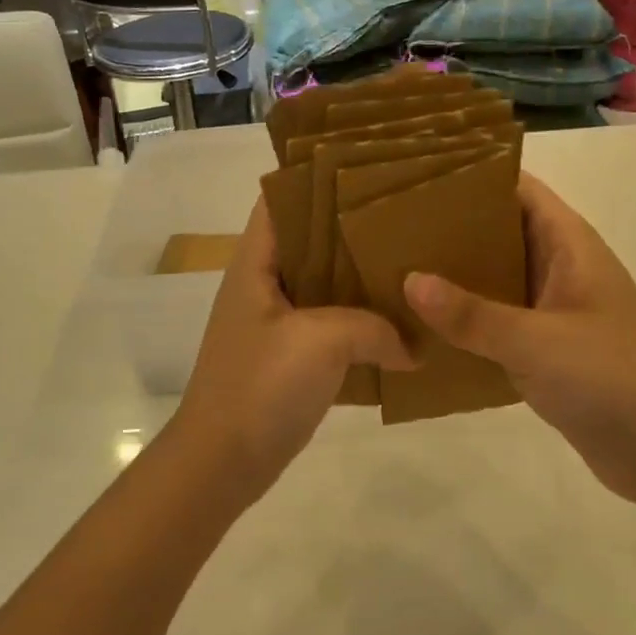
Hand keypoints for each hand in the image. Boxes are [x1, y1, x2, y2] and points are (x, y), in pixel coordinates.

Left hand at [175, 197, 412, 491]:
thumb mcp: (321, 343)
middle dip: (353, 229)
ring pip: (324, 284)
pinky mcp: (291, 357)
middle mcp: (264, 283)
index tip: (369, 170)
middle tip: (406, 218)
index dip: (318, 179)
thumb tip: (413, 345)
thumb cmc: (261, 387)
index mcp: (256, 263)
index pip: (282, 200)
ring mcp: (276, 322)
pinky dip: (360, 322)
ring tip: (411, 263)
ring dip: (360, 278)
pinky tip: (400, 322)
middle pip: (310, 239)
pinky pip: (331, 325)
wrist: (223, 463)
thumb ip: (373, 328)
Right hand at [404, 174, 635, 506]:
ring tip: (396, 267)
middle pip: (501, 231)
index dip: (474, 176)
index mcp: (569, 245)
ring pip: (496, 278)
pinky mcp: (546, 350)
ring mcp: (554, 311)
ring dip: (455, 276)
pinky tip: (422, 326)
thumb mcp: (537, 341)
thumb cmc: (613, 378)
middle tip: (392, 225)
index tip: (418, 175)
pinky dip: (465, 320)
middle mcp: (560, 269)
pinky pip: (497, 322)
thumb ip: (472, 313)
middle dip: (452, 226)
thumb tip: (409, 280)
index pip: (519, 189)